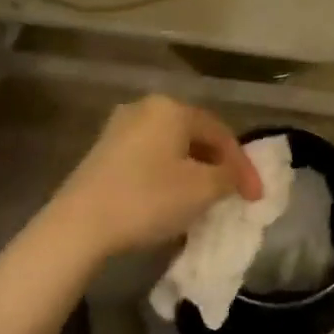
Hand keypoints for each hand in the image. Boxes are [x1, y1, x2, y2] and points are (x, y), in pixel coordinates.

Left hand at [42, 96, 262, 262]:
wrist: (78, 225)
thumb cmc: (148, 199)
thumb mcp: (202, 190)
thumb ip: (228, 177)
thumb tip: (232, 175)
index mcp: (172, 108)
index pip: (221, 133)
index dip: (243, 165)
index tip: (255, 197)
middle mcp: (146, 108)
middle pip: (195, 136)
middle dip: (217, 166)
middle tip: (232, 194)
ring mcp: (120, 128)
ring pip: (170, 148)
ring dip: (192, 172)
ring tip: (204, 200)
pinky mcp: (102, 152)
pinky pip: (149, 158)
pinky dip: (167, 176)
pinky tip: (170, 200)